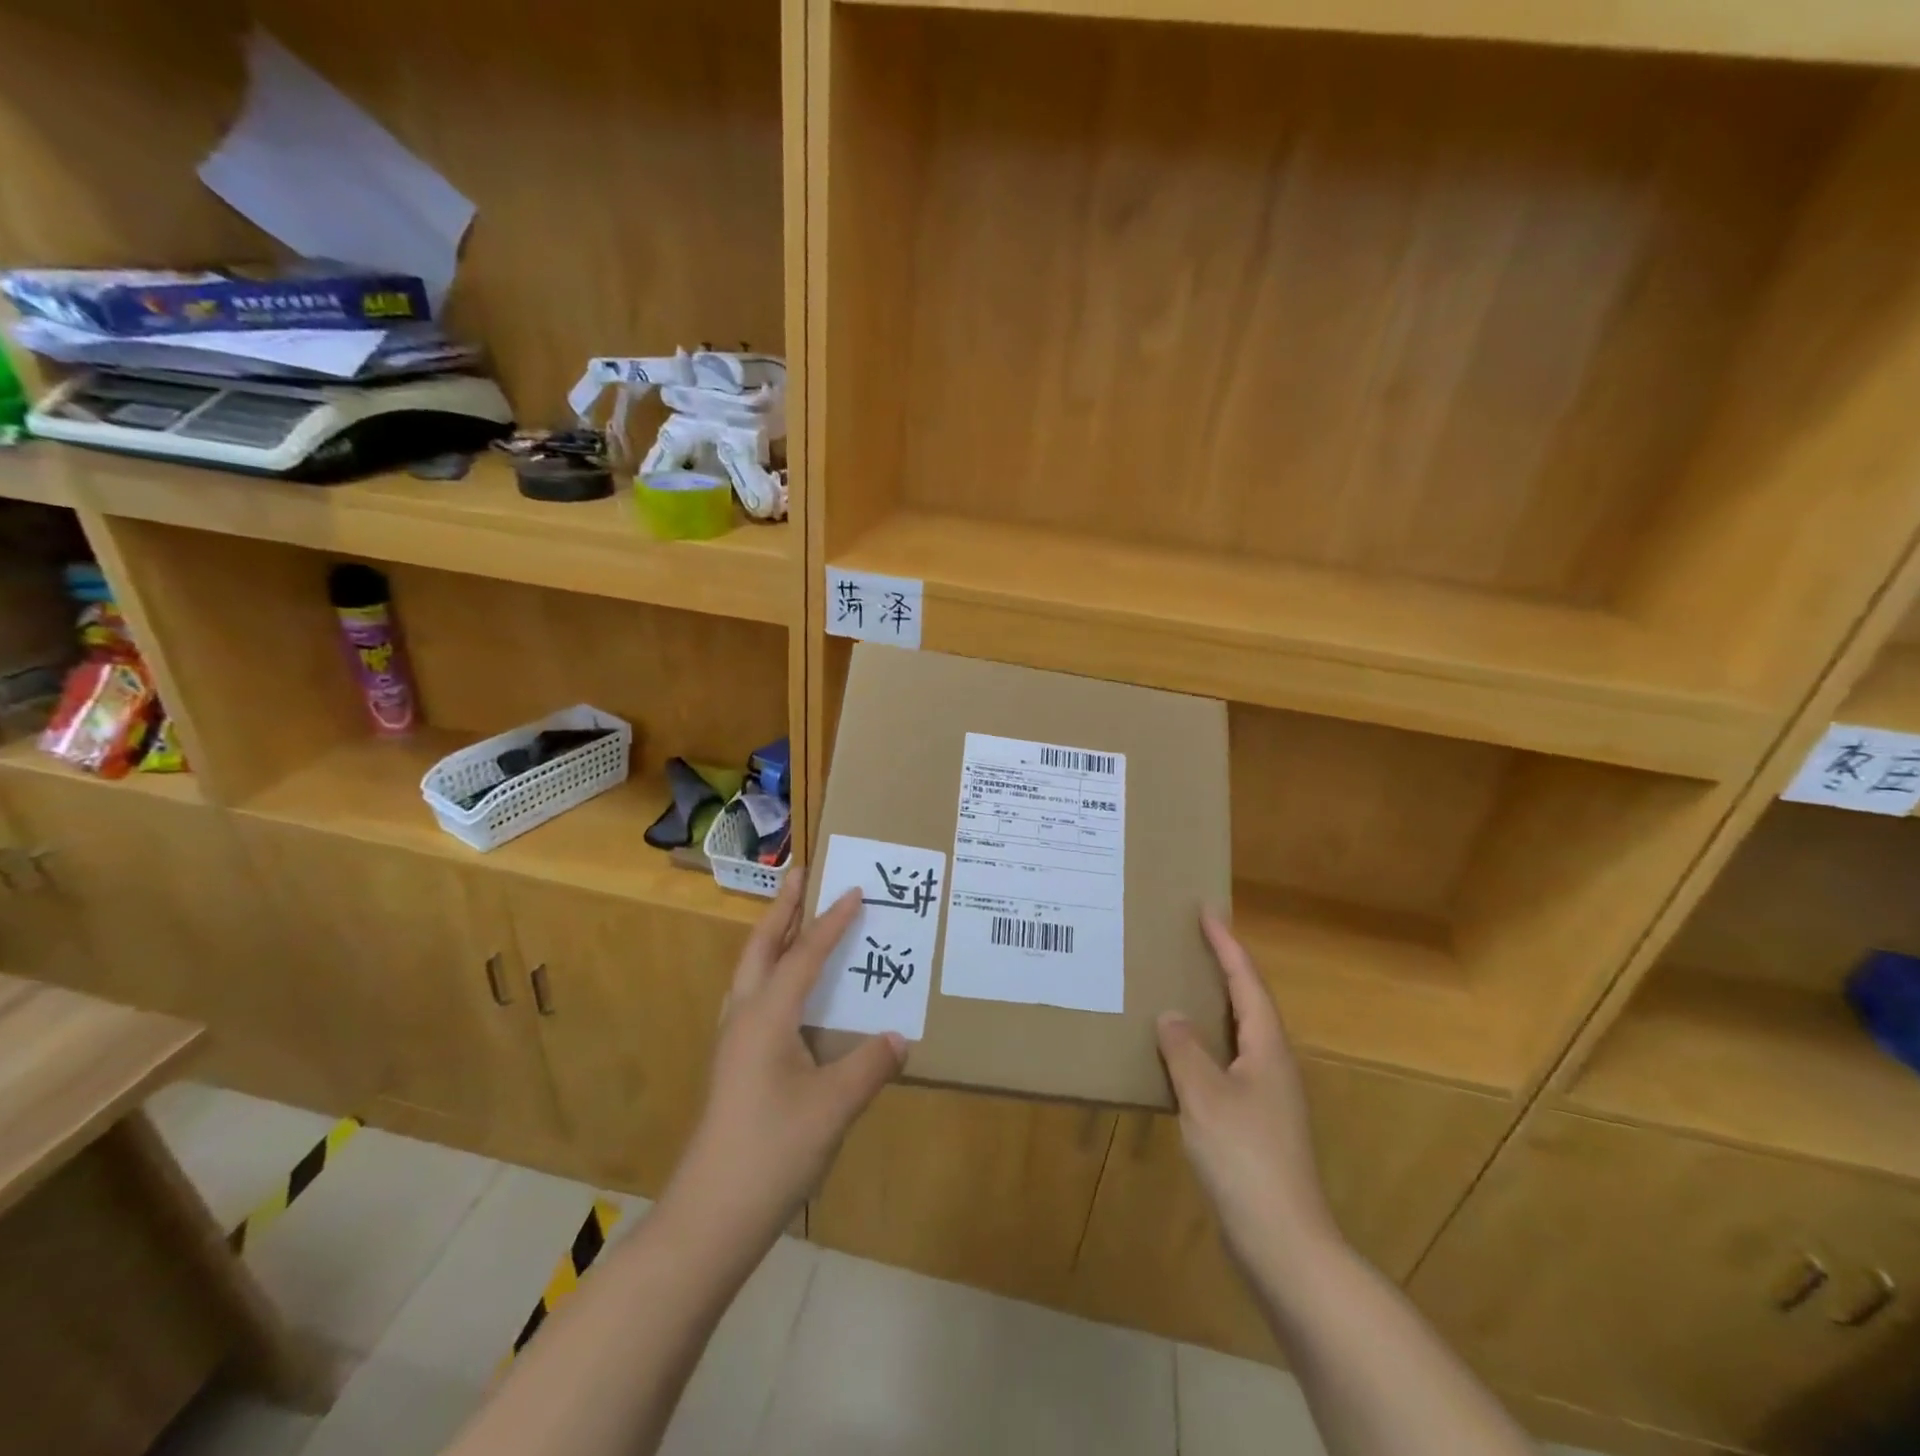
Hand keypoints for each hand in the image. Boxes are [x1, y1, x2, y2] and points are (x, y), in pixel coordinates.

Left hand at [667, 876, 904, 1245]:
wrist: (711, 1217)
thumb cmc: (773, 1152)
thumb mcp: (834, 1107)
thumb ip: (870, 1065)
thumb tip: (900, 1037)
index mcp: (768, 1016)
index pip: (805, 955)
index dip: (831, 922)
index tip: (854, 890)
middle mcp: (745, 1017)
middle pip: (762, 948)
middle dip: (782, 909)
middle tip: (801, 875)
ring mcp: (733, 1042)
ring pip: (751, 972)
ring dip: (773, 938)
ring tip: (793, 920)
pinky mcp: (734, 1065)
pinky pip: (753, 998)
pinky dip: (771, 974)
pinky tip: (787, 993)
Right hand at [1156, 909, 1340, 1279]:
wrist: (1283, 1242)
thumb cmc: (1245, 1158)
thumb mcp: (1206, 1096)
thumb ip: (1184, 1049)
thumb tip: (1170, 1015)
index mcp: (1267, 1049)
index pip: (1246, 982)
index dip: (1227, 945)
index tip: (1207, 911)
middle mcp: (1273, 1065)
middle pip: (1248, 1003)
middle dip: (1223, 969)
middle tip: (1191, 941)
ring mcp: (1267, 1097)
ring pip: (1237, 1035)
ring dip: (1212, 1007)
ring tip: (1179, 987)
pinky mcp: (1255, 1123)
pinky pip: (1226, 1065)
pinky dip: (1203, 1046)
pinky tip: (1178, 1056)